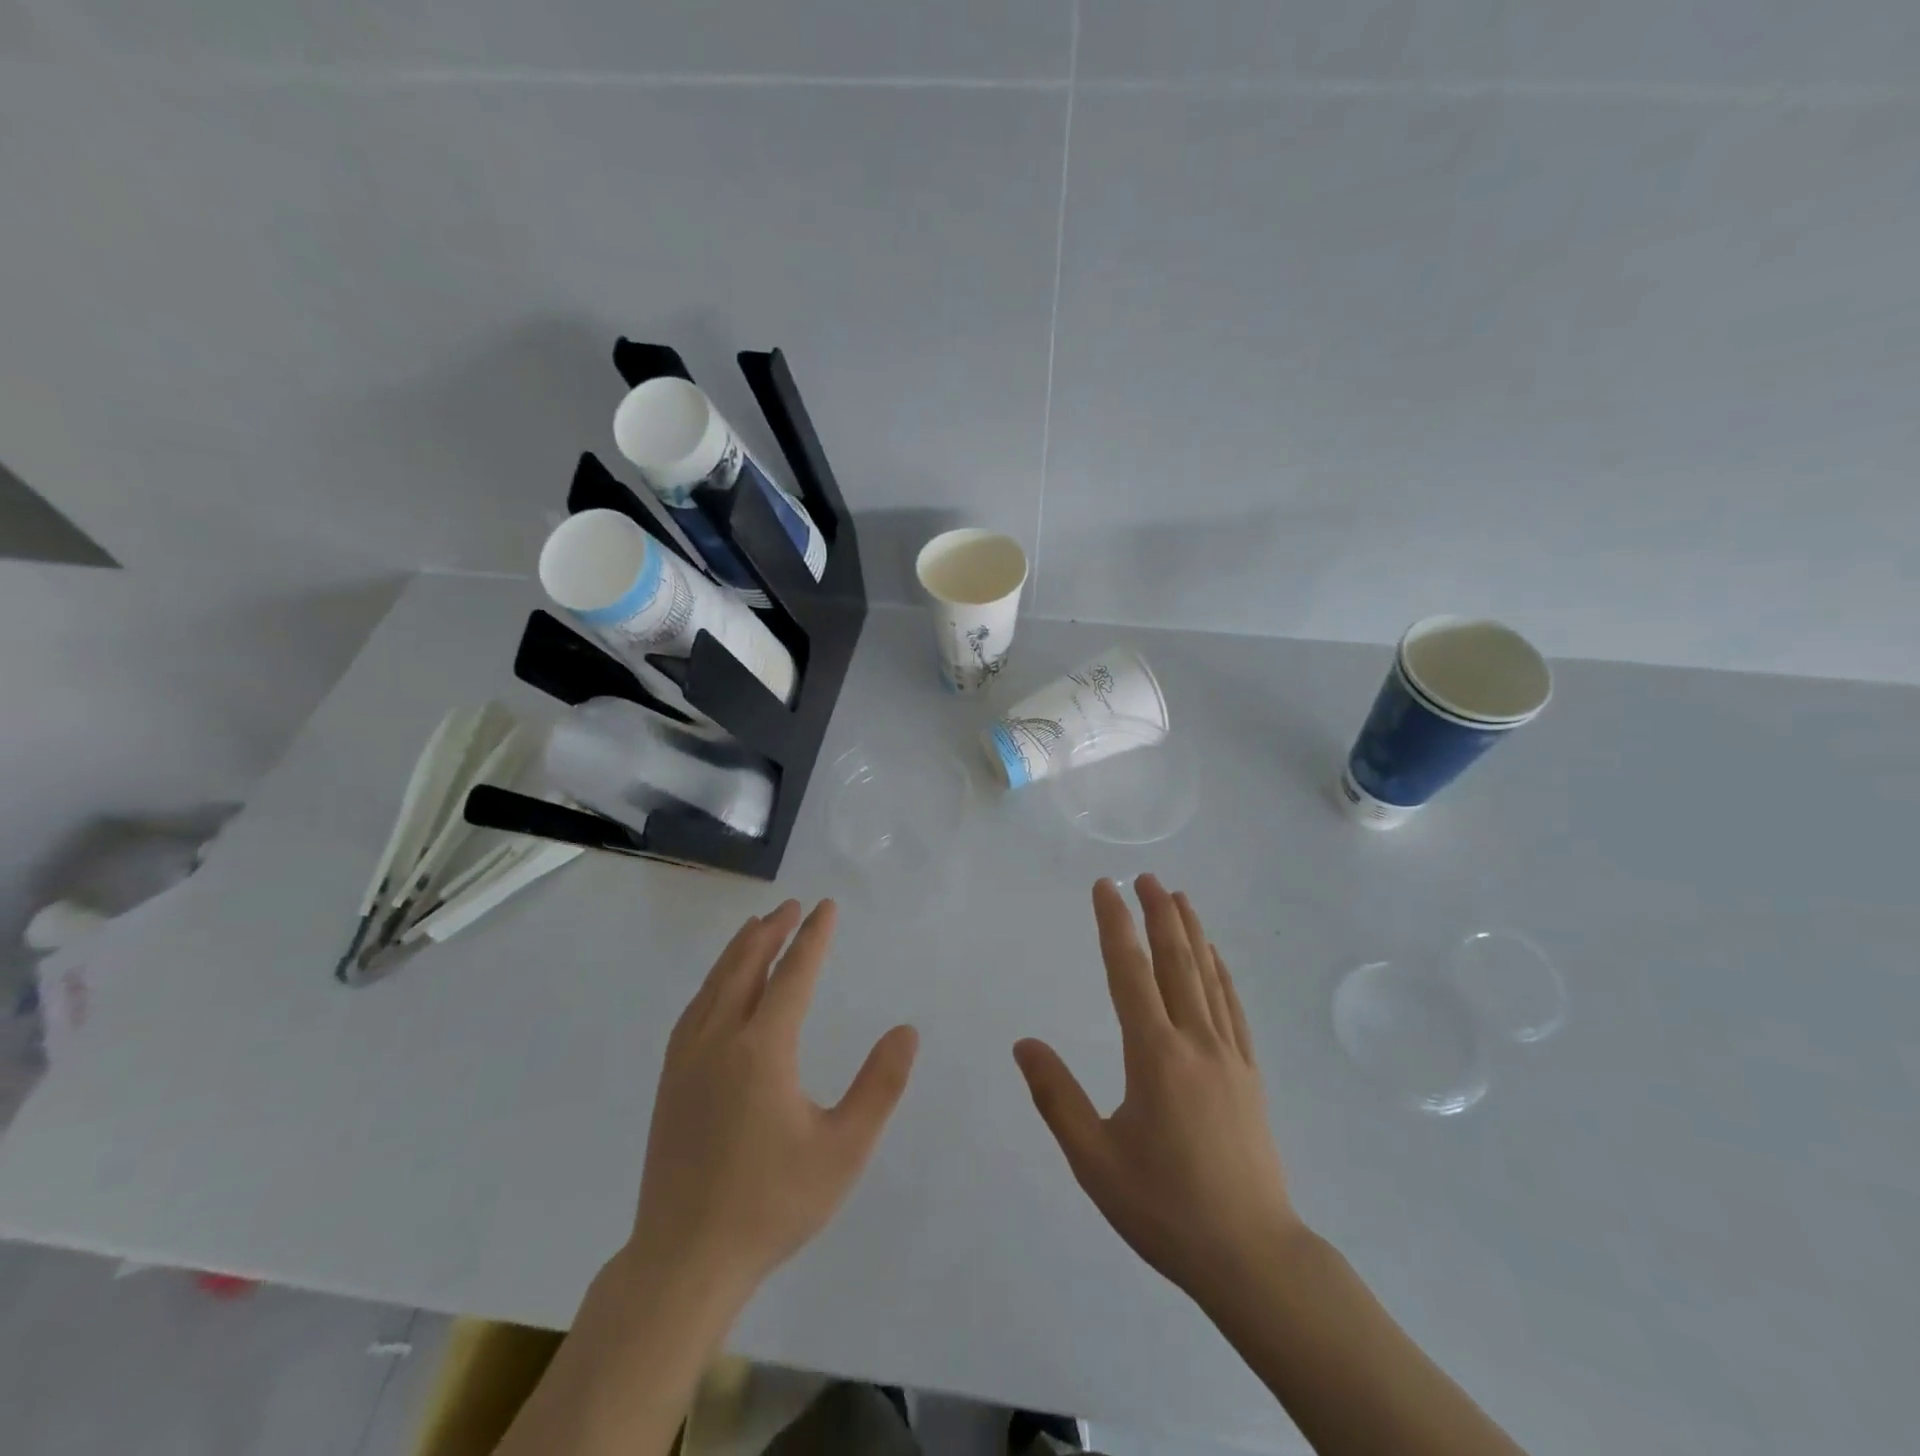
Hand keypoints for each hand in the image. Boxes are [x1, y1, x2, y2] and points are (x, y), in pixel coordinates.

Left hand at [627, 899, 917, 1301]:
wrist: (684, 1261)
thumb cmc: (772, 1204)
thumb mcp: (843, 1149)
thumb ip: (879, 1086)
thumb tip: (906, 1031)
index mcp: (763, 1049)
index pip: (793, 974)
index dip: (813, 937)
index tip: (826, 907)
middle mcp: (720, 1040)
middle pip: (746, 966)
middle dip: (772, 931)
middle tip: (793, 905)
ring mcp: (687, 1060)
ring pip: (715, 984)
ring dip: (739, 950)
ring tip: (757, 927)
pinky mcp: (669, 1082)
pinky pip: (694, 1010)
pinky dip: (713, 982)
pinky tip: (719, 987)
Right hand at [1014, 876, 1303, 1308]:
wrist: (1253, 1257)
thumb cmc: (1166, 1209)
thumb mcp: (1095, 1161)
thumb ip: (1057, 1097)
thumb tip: (1023, 1043)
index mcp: (1155, 1056)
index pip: (1129, 973)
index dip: (1114, 925)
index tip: (1105, 887)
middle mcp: (1195, 1042)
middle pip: (1176, 962)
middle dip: (1158, 914)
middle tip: (1146, 876)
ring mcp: (1229, 1056)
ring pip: (1208, 977)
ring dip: (1191, 932)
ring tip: (1179, 897)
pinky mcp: (1249, 1074)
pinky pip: (1233, 1007)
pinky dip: (1221, 972)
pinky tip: (1216, 957)